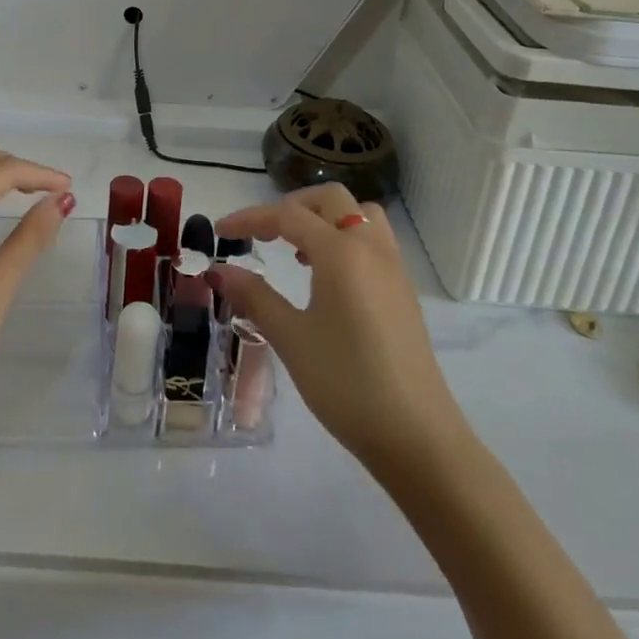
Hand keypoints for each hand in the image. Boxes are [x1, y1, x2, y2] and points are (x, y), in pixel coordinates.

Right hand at [213, 184, 461, 470]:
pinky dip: (346, 239)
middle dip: (292, 207)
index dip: (250, 219)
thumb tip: (220, 270)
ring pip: (359, 215)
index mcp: (340, 252)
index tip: (220, 232)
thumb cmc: (347, 384)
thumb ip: (255, 297)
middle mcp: (370, 248)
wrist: (418, 438)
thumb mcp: (291, 339)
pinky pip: (373, 241)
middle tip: (264, 234)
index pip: (288, 216)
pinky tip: (328, 279)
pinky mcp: (404, 292)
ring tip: (299, 251)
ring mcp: (393, 268)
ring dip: (325, 219)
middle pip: (330, 200)